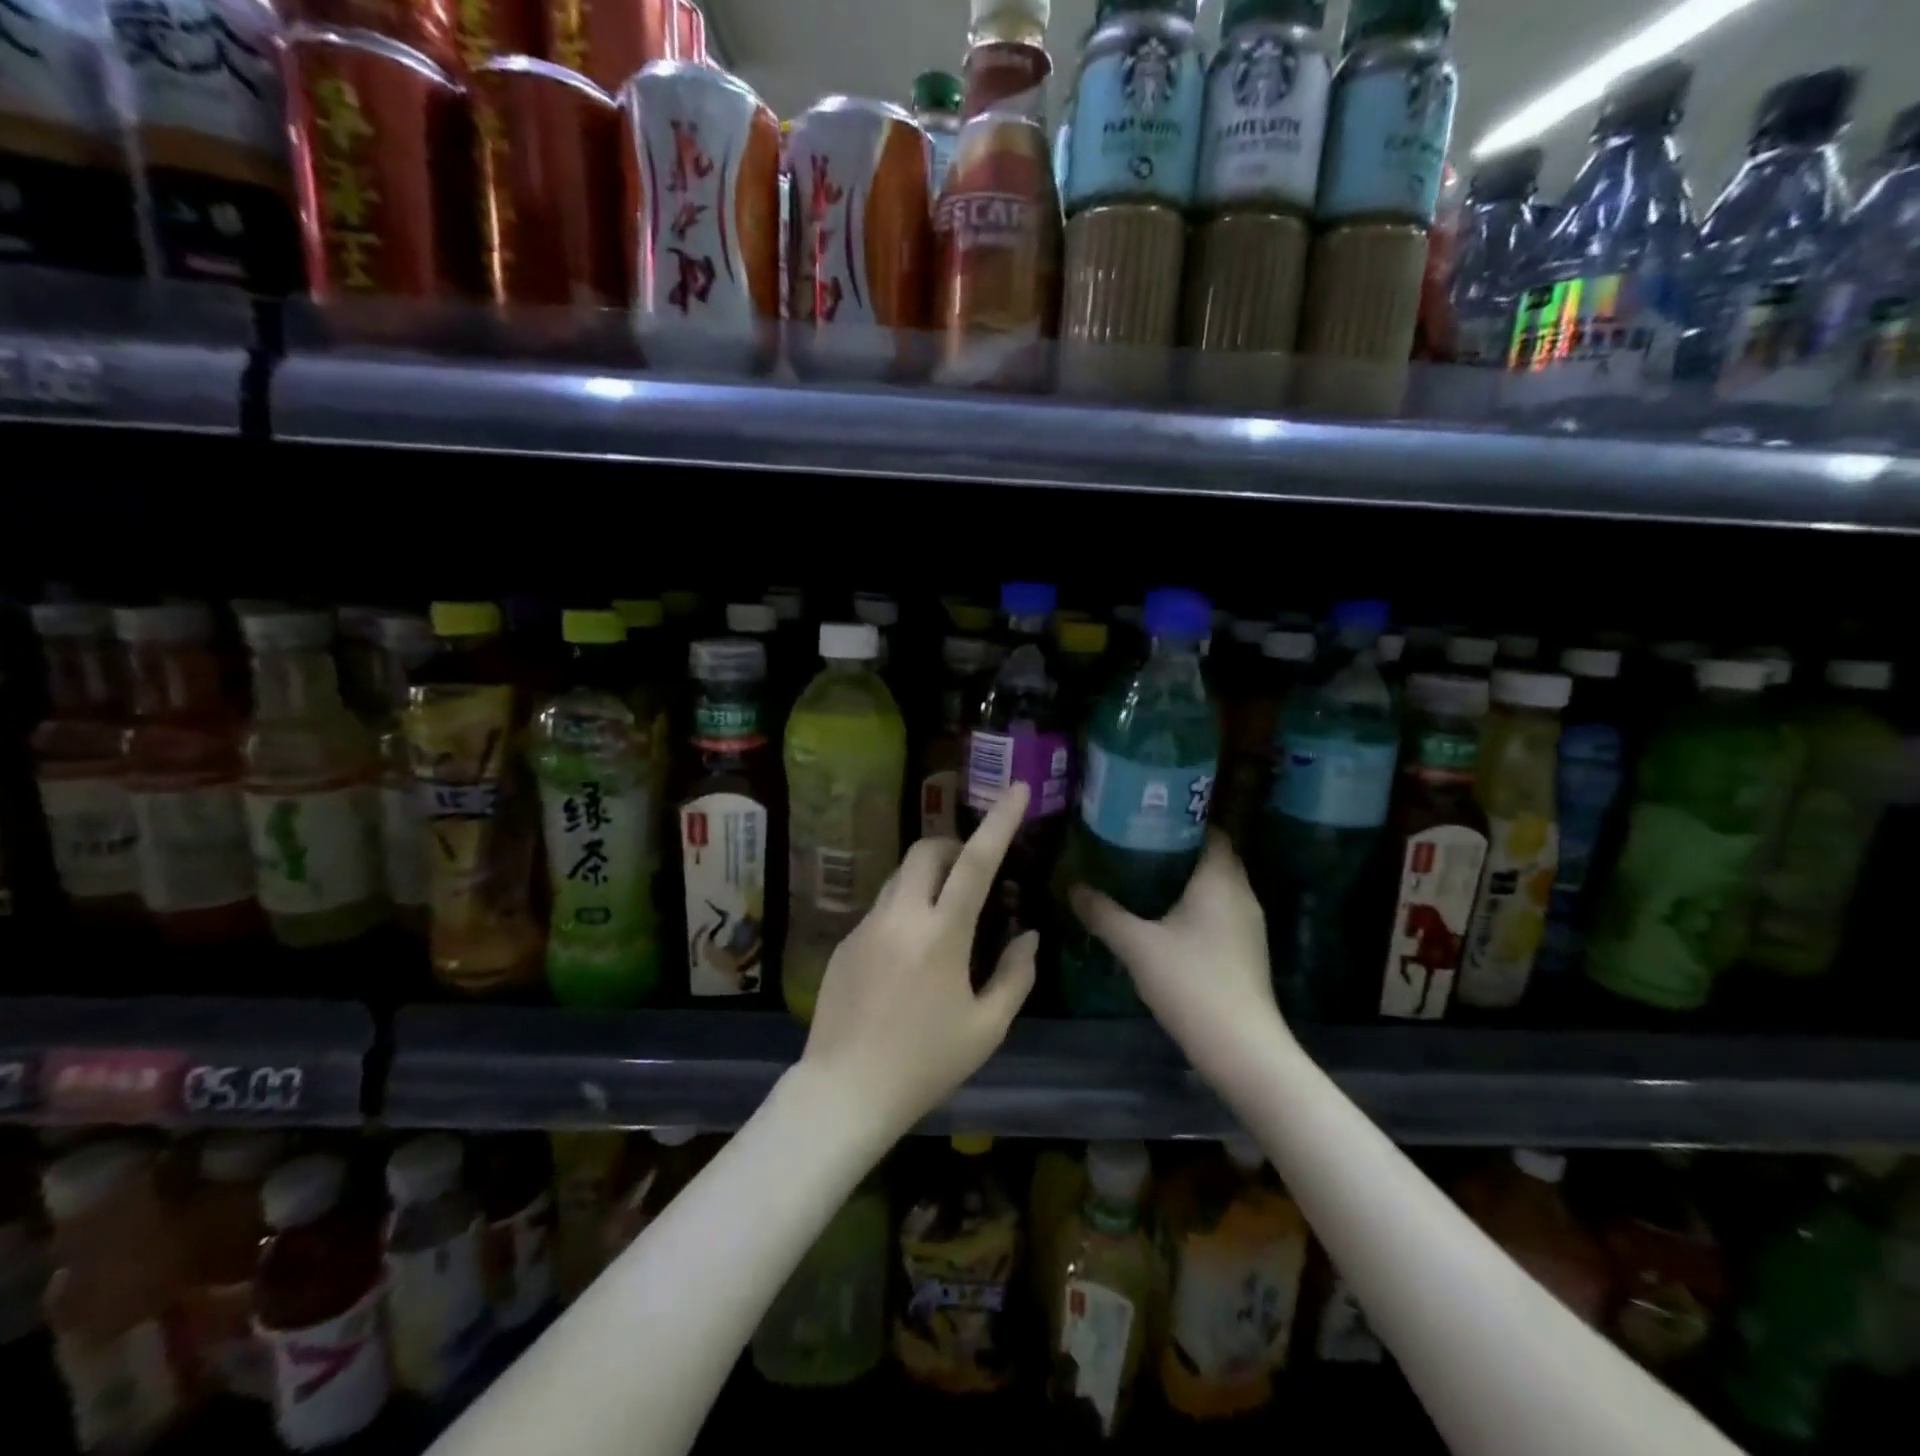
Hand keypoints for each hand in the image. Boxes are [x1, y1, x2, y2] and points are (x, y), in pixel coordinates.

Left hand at [799, 781, 1036, 1143]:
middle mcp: (900, 916)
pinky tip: (909, 956)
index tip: (1018, 789)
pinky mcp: (845, 942)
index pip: (976, 862)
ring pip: (901, 876)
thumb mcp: (987, 1028)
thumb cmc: (925, 1064)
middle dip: (954, 846)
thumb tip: (1028, 935)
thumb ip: (1015, 975)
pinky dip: (905, 909)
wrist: (844, 1091)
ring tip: (945, 917)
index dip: (1000, 821)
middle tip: (973, 873)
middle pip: (927, 850)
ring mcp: (866, 926)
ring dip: (928, 878)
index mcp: (941, 934)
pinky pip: (882, 908)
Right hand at [1070, 833, 1291, 1078]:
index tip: (1144, 815)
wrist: (1241, 1048)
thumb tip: (1072, 886)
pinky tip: (1162, 914)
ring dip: (1184, 876)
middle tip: (1134, 841)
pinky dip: (1193, 902)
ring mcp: (1247, 924)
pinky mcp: (1245, 949)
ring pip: (1215, 884)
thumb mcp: (1137, 946)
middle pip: (1211, 855)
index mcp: (1220, 880)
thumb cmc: (1191, 983)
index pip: (1209, 830)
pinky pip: (1218, 909)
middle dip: (1176, 846)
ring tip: (1141, 872)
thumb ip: (1103, 913)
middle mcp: (1240, 893)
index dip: (1179, 819)